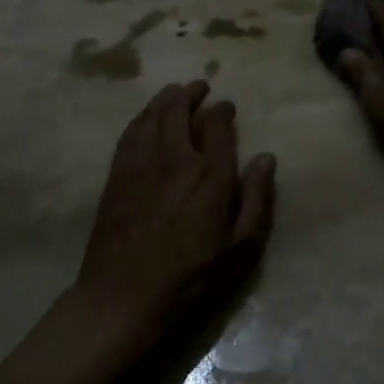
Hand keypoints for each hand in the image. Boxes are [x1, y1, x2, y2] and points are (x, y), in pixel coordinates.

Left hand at [74, 81, 275, 354]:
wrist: (123, 296)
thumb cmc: (190, 278)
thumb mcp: (240, 249)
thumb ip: (257, 199)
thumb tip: (266, 158)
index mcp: (210, 174)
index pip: (217, 124)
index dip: (223, 110)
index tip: (227, 107)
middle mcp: (175, 157)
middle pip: (180, 108)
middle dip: (191, 93)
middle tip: (199, 87)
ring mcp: (141, 163)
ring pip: (153, 115)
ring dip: (166, 98)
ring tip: (175, 92)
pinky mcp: (117, 174)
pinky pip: (130, 132)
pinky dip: (142, 116)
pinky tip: (146, 117)